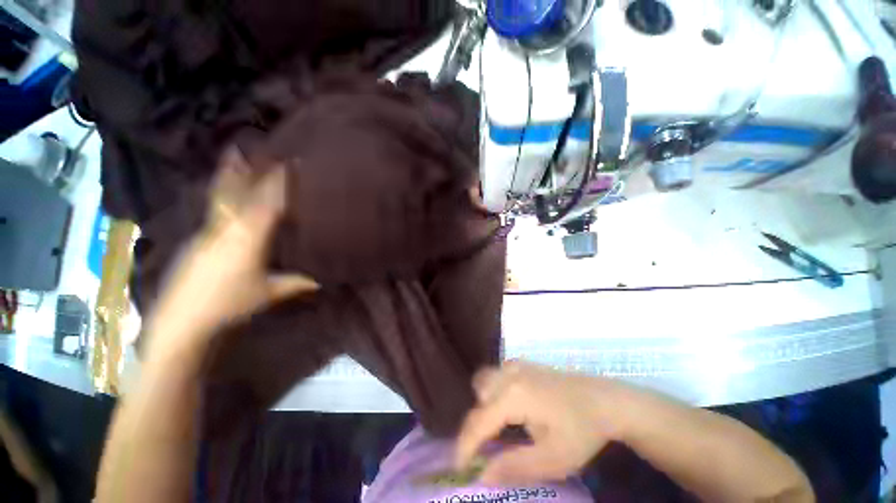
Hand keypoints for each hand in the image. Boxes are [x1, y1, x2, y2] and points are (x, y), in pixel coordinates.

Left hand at [143, 149, 317, 358]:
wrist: (182, 319)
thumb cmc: (230, 303)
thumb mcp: (270, 292)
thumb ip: (297, 282)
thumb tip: (323, 279)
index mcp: (249, 237)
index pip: (268, 202)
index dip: (279, 182)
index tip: (289, 163)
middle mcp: (227, 226)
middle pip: (239, 191)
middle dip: (250, 169)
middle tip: (253, 146)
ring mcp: (208, 230)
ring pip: (221, 196)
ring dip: (229, 174)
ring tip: (232, 154)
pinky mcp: (196, 238)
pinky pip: (213, 208)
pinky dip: (220, 193)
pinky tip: (223, 191)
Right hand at [455, 361, 618, 484]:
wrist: (604, 400)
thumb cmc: (581, 431)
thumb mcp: (553, 459)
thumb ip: (514, 466)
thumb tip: (482, 475)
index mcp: (514, 395)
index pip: (479, 421)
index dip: (465, 445)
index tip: (459, 468)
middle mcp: (508, 374)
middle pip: (478, 397)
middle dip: (477, 424)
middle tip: (486, 449)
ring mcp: (515, 365)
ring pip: (484, 382)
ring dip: (484, 405)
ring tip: (498, 429)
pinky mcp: (522, 364)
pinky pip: (497, 375)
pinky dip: (494, 392)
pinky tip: (510, 408)